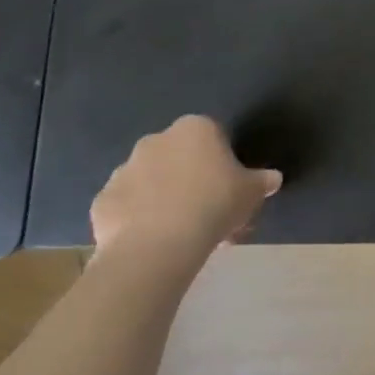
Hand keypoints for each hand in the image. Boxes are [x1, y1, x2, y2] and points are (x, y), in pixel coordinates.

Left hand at [90, 115, 281, 266]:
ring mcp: (123, 170)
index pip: (213, 136)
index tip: (228, 185)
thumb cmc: (214, 204)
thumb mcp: (252, 191)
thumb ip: (262, 180)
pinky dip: (137, 218)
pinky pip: (126, 206)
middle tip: (207, 209)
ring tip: (179, 231)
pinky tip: (153, 239)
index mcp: (195, 128)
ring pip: (150, 180)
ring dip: (162, 196)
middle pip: (178, 156)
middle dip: (190, 177)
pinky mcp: (101, 201)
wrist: (157, 246)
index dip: (222, 161)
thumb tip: (273, 179)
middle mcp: (156, 140)